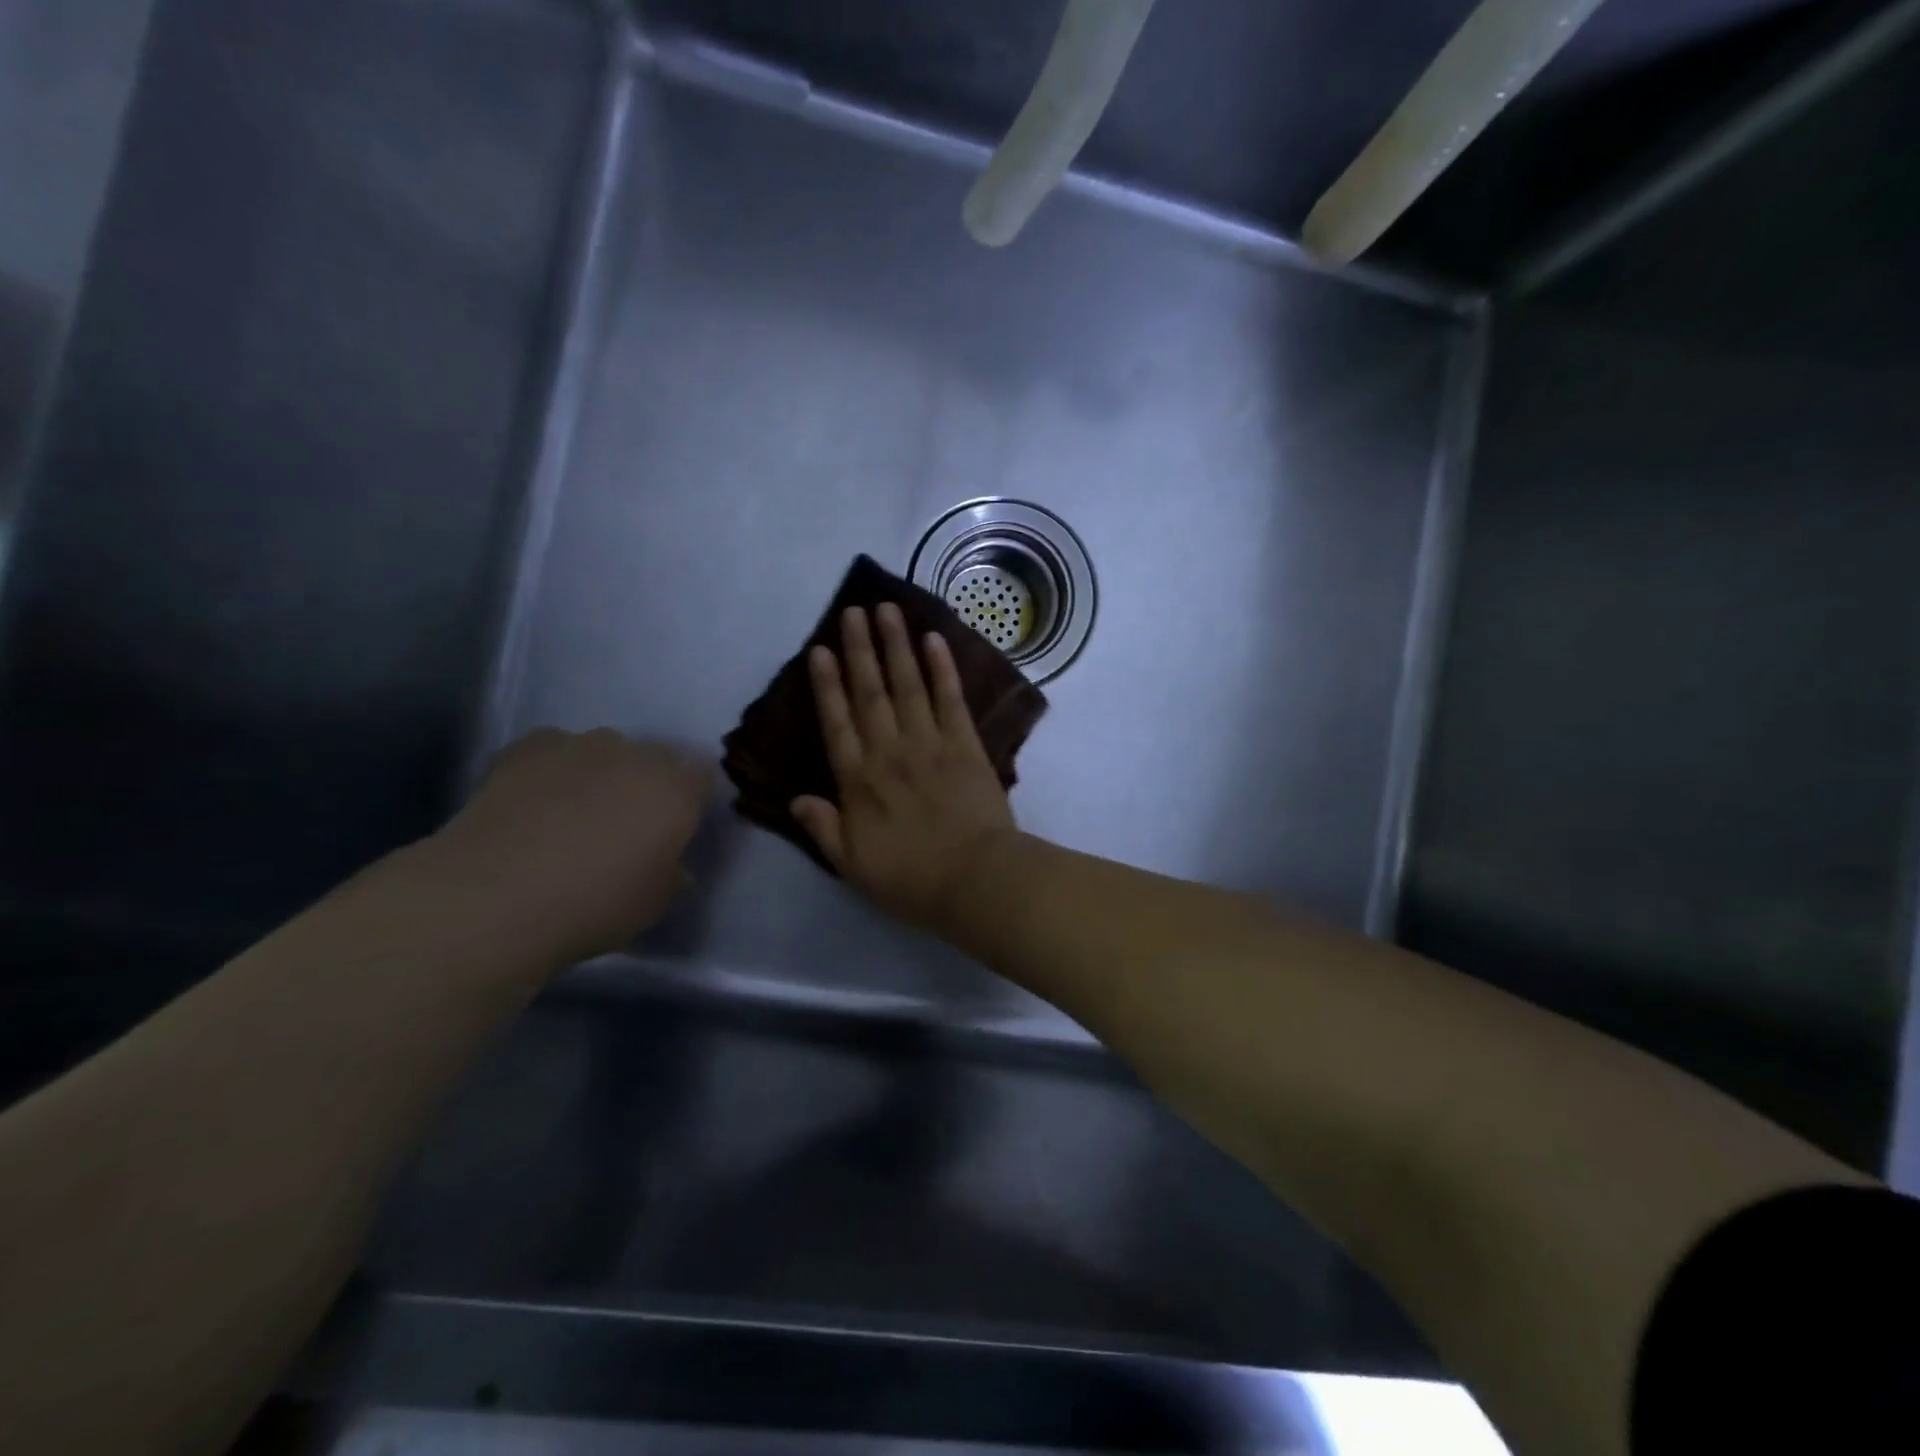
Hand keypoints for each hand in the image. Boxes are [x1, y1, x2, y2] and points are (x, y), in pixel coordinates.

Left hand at [439, 729, 708, 960]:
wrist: (497, 896)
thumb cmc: (594, 905)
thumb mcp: (653, 904)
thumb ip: (671, 875)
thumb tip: (672, 866)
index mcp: (677, 790)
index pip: (701, 777)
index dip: (690, 800)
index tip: (676, 828)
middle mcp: (637, 756)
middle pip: (655, 758)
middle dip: (647, 783)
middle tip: (627, 824)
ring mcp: (581, 745)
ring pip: (606, 749)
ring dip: (602, 772)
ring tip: (575, 812)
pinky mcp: (529, 746)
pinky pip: (555, 749)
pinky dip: (554, 768)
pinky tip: (536, 799)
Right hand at [793, 605, 1017, 930]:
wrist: (975, 880)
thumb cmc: (912, 879)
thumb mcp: (853, 866)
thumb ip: (824, 829)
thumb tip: (796, 799)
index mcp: (859, 782)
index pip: (837, 724)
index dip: (827, 685)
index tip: (820, 650)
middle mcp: (889, 753)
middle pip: (870, 693)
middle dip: (860, 650)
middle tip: (853, 611)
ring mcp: (930, 743)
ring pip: (908, 685)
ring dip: (896, 646)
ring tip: (887, 610)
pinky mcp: (965, 744)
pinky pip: (951, 698)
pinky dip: (942, 668)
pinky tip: (934, 639)